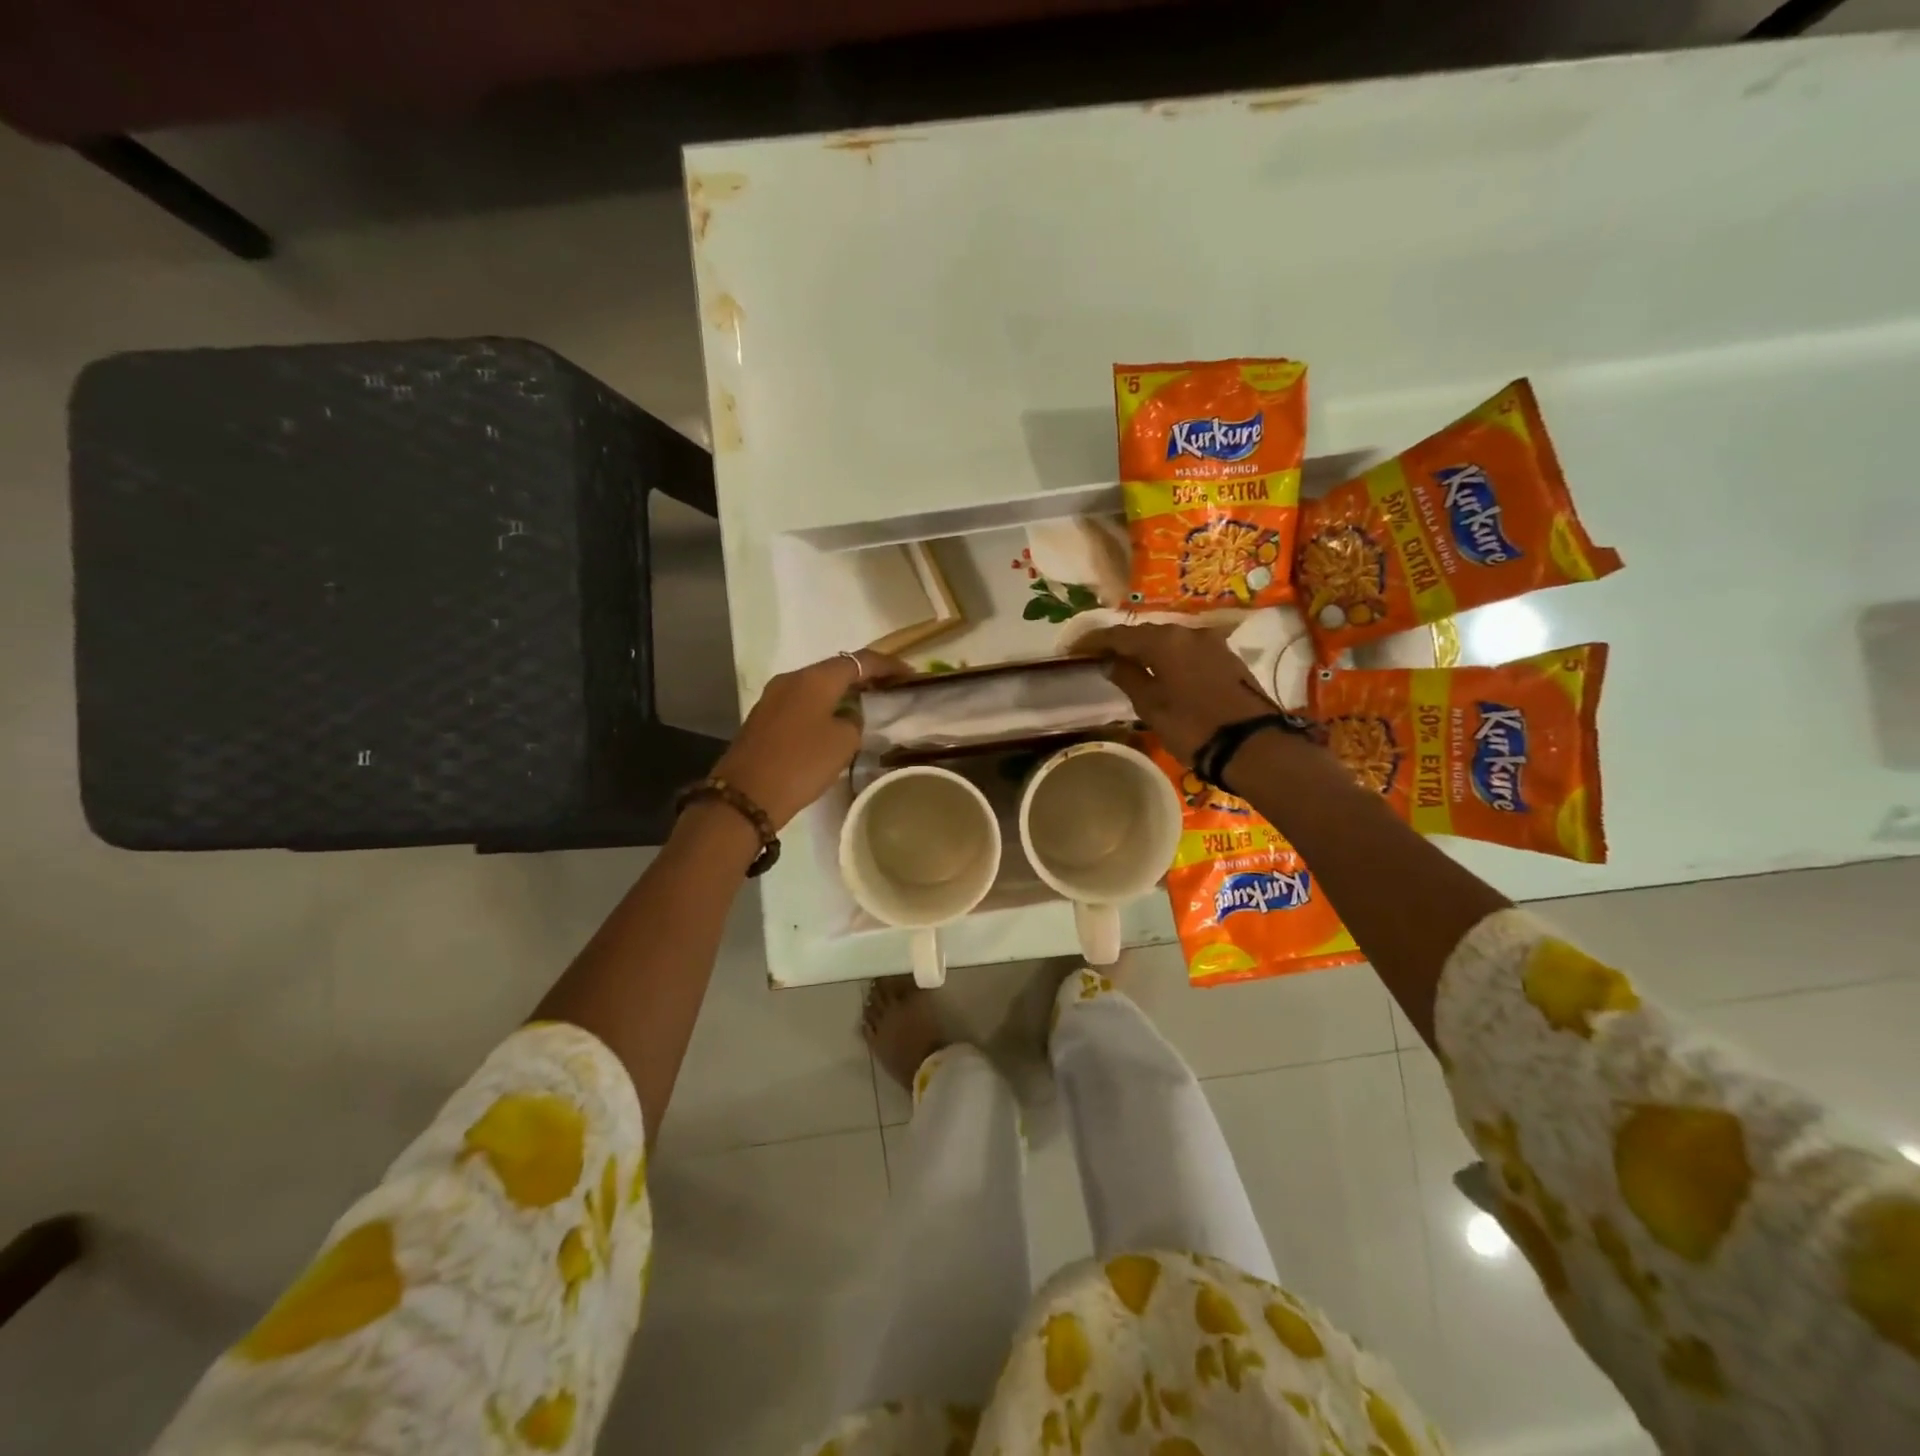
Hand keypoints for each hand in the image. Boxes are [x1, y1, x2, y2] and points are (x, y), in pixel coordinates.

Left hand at [714, 649, 907, 828]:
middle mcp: (792, 678)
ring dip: (843, 692)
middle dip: (865, 676)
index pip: (860, 660)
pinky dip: (824, 705)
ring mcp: (774, 697)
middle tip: (891, 688)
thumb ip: (854, 720)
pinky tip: (836, 721)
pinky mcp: (765, 717)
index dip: (888, 665)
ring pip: (817, 685)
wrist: (746, 795)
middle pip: (836, 669)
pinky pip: (803, 702)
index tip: (911, 674)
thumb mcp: (844, 742)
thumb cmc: (802, 763)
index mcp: (815, 679)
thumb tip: (847, 716)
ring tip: (867, 704)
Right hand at [1077, 623, 1276, 763]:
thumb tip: (1109, 662)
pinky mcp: (1227, 658)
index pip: (1120, 635)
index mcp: (1165, 641)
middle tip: (1099, 654)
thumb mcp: (1151, 706)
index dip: (1095, 641)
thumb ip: (1128, 678)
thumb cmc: (1193, 727)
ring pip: (1169, 640)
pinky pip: (1187, 650)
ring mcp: (1211, 643)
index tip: (1075, 648)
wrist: (1252, 745)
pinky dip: (1169, 656)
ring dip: (1147, 649)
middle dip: (1121, 642)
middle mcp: (1188, 632)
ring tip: (1127, 662)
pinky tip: (1160, 669)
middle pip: (1146, 633)